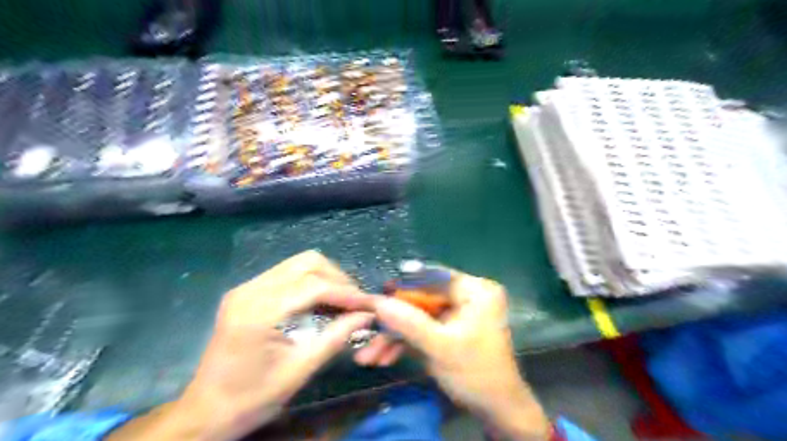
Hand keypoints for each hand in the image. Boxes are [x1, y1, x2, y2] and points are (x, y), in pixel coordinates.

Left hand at [108, 249, 374, 439]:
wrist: (205, 411)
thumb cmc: (252, 398)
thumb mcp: (300, 370)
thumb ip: (336, 337)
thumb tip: (367, 315)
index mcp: (259, 312)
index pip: (314, 286)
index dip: (347, 293)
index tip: (369, 304)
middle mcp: (250, 289)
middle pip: (307, 262)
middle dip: (337, 278)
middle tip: (355, 302)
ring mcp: (246, 287)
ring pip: (298, 263)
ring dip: (325, 277)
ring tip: (341, 300)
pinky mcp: (247, 291)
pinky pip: (287, 273)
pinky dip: (310, 282)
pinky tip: (320, 301)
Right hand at [356, 269, 549, 440]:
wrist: (496, 409)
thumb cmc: (475, 374)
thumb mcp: (440, 348)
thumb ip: (409, 323)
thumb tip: (378, 303)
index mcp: (475, 290)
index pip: (432, 277)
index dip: (402, 286)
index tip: (376, 296)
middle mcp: (467, 295)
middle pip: (422, 299)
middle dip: (394, 320)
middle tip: (367, 329)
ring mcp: (457, 312)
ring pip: (418, 316)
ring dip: (395, 336)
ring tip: (369, 355)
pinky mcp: (450, 328)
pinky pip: (423, 328)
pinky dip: (405, 342)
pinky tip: (384, 357)